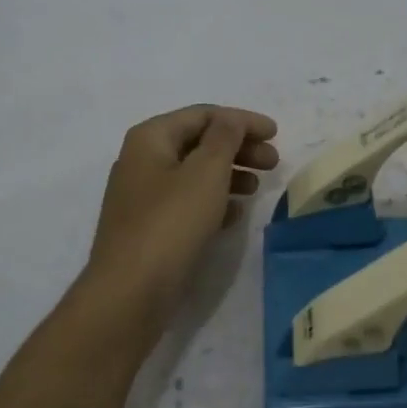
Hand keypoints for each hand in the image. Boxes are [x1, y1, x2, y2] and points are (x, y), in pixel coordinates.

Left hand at [84, 105, 279, 320]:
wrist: (130, 292)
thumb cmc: (170, 223)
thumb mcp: (205, 172)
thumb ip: (224, 138)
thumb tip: (231, 119)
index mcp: (150, 138)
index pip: (203, 115)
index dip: (242, 120)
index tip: (276, 134)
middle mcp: (142, 160)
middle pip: (199, 143)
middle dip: (239, 147)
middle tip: (274, 162)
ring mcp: (143, 197)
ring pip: (195, 174)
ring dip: (229, 174)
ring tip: (258, 187)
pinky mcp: (150, 228)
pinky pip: (187, 203)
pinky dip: (214, 201)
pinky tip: (236, 215)